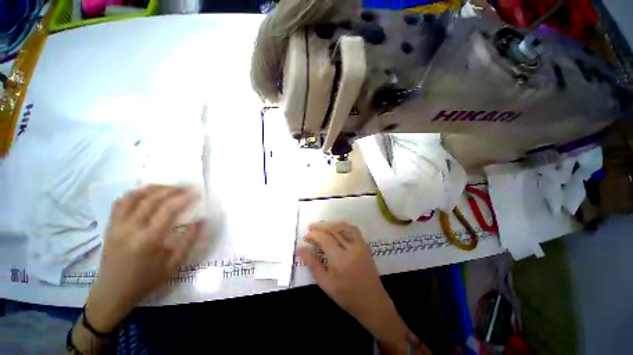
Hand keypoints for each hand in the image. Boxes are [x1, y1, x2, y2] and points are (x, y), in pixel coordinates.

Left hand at [85, 185, 204, 332]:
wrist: (112, 292)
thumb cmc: (146, 280)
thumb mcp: (174, 264)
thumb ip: (189, 241)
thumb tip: (202, 220)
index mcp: (148, 240)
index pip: (168, 210)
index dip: (185, 198)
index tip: (197, 194)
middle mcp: (130, 229)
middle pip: (152, 199)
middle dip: (172, 189)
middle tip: (186, 188)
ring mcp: (117, 226)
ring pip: (134, 196)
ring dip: (153, 188)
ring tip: (168, 188)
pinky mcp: (110, 226)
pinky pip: (121, 202)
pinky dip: (135, 194)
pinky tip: (146, 195)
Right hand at [299, 221, 427, 353]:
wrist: (373, 302)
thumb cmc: (347, 296)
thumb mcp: (325, 283)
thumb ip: (313, 264)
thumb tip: (301, 248)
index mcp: (341, 260)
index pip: (325, 239)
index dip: (313, 235)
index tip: (305, 237)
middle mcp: (352, 248)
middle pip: (334, 229)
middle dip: (320, 226)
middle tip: (310, 227)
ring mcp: (360, 245)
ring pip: (344, 226)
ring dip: (331, 223)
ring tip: (321, 226)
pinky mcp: (365, 245)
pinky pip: (352, 229)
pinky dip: (342, 225)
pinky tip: (335, 228)